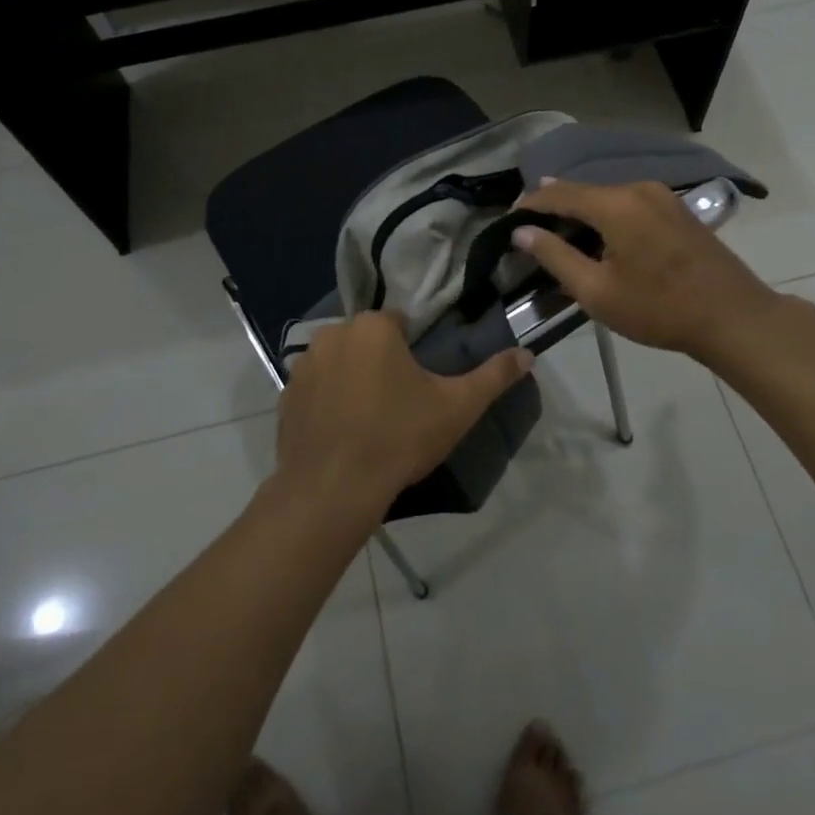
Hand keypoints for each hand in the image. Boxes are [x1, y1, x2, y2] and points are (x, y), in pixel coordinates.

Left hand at [276, 311, 532, 519]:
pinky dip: (327, 401)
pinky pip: (315, 388)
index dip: (414, 350)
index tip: (421, 383)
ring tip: (369, 420)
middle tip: (399, 403)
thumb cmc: (399, 438)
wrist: (333, 490)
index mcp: (374, 327)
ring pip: (340, 362)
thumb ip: (494, 376)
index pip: (400, 323)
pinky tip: (342, 432)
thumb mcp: (457, 407)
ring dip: (353, 378)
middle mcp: (333, 334)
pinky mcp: (285, 397)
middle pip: (368, 340)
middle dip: (382, 361)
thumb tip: (528, 354)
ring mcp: (303, 365)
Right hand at [513, 180, 786, 363]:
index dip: (530, 204)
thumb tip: (522, 232)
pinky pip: (628, 204)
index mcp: (615, 203)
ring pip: (607, 197)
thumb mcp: (596, 291)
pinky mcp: (677, 209)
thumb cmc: (659, 308)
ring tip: (559, 235)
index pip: (558, 193)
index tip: (509, 220)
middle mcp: (637, 188)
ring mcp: (662, 196)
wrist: (733, 317)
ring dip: (581, 212)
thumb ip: (555, 256)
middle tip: (529, 229)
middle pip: (583, 191)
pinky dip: (606, 216)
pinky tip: (599, 236)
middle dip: (554, 207)